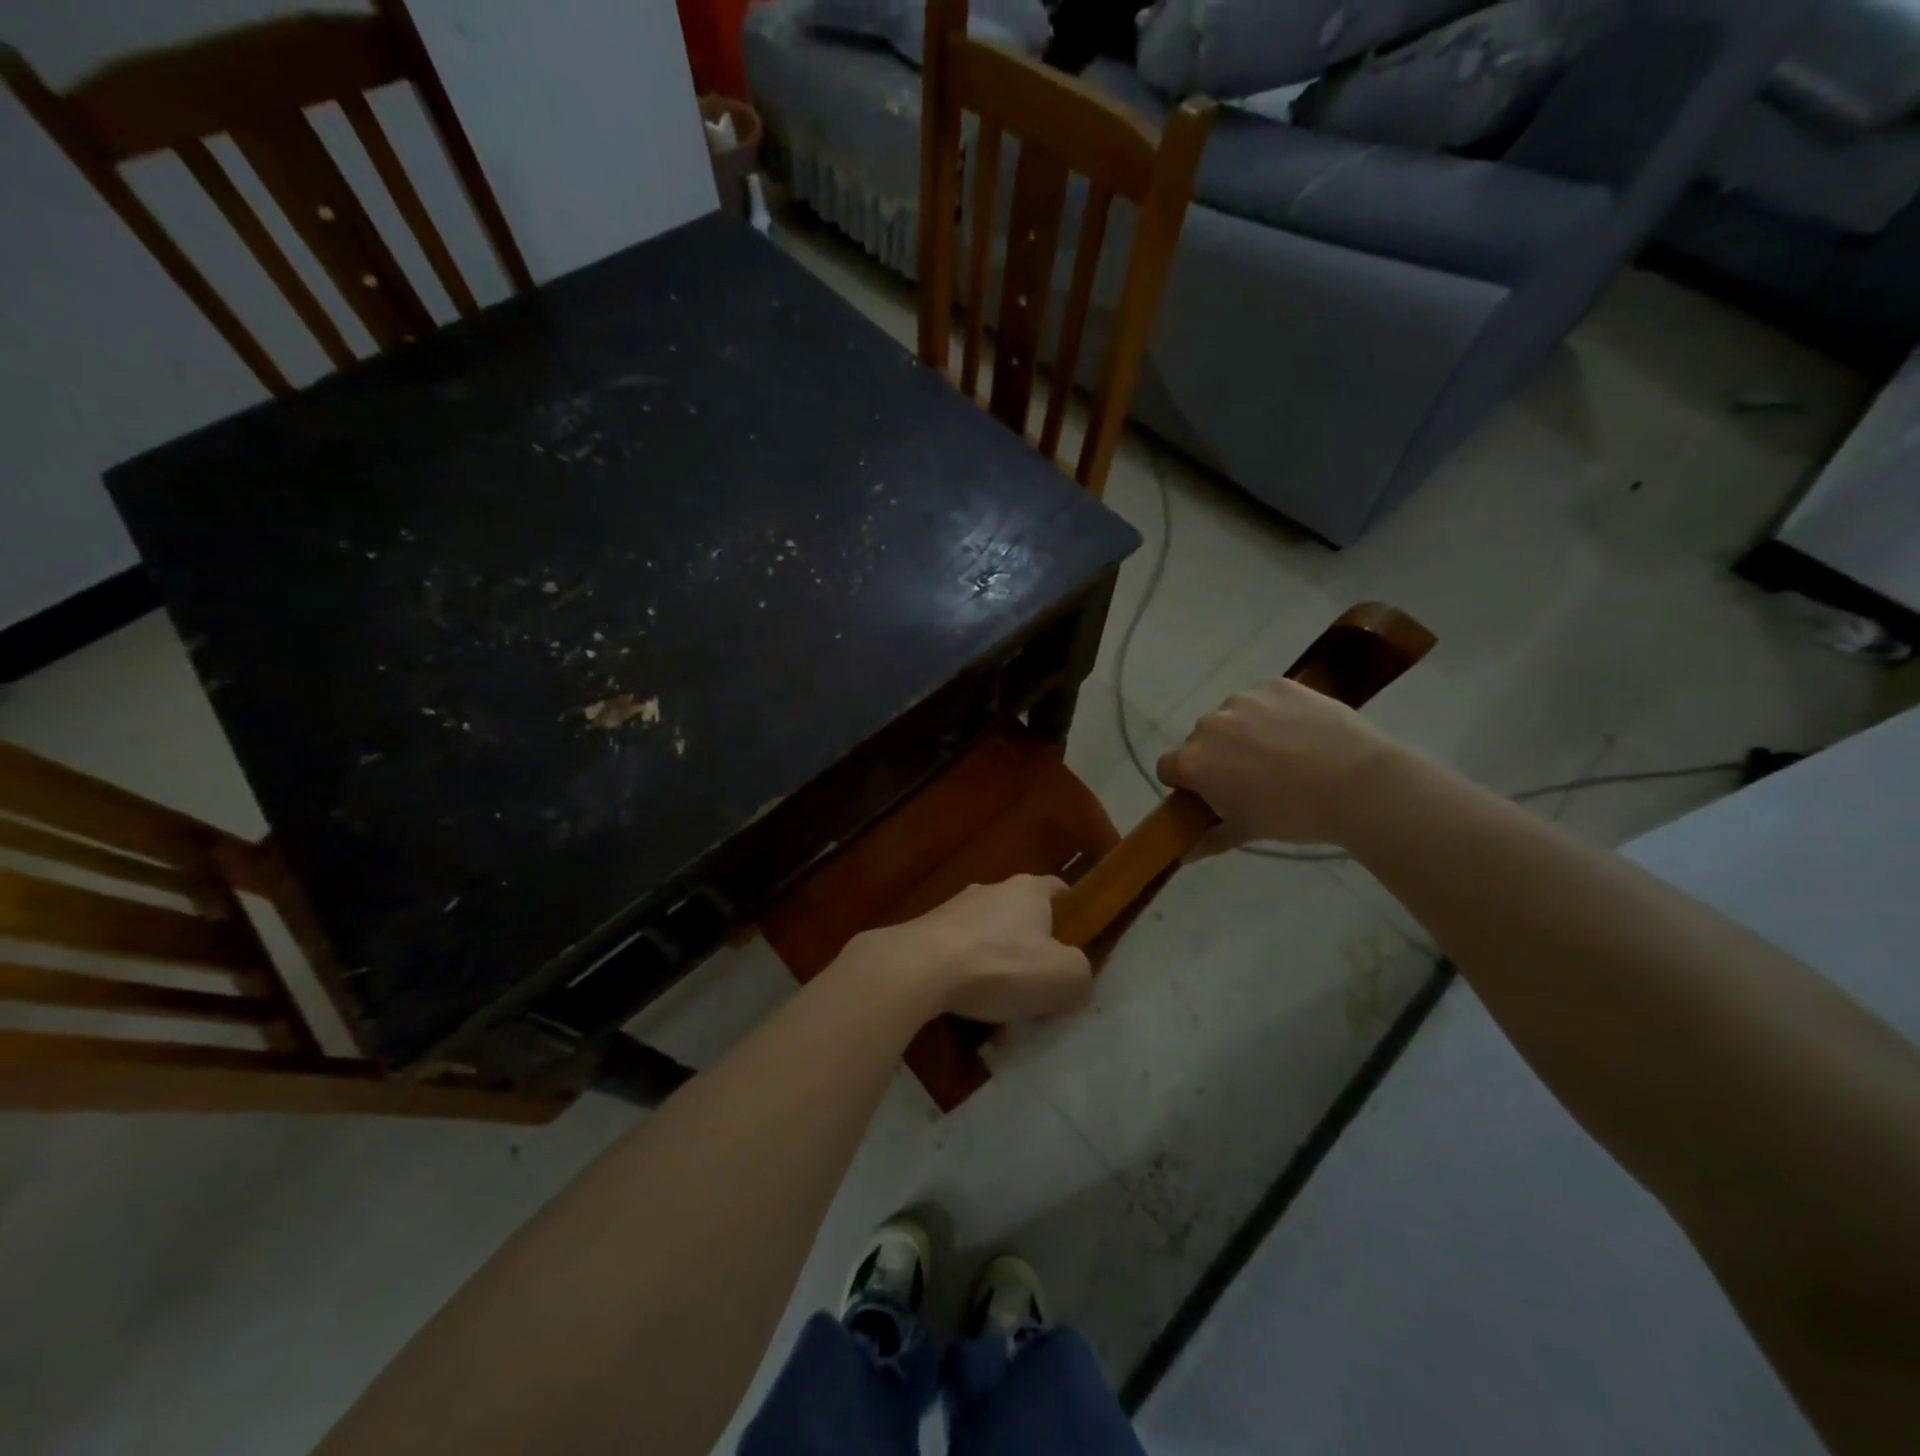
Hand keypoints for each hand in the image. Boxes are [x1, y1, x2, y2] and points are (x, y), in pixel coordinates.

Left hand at [841, 876, 1091, 1024]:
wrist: (919, 968)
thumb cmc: (1001, 965)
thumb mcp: (1064, 976)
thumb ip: (1081, 972)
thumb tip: (1075, 974)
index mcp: (1029, 889)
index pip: (1059, 890)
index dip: (1073, 915)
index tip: (1076, 946)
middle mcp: (992, 889)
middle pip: (1022, 914)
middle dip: (1031, 945)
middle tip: (1039, 982)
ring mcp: (955, 907)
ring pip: (988, 934)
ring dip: (997, 961)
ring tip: (1000, 1002)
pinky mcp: (927, 930)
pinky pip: (959, 952)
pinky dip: (966, 973)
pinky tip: (967, 1004)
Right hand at [1157, 677, 1400, 850]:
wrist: (1358, 784)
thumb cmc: (1293, 815)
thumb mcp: (1248, 831)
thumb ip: (1210, 839)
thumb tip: (1185, 855)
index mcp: (1193, 761)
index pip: (1168, 768)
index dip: (1186, 783)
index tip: (1212, 794)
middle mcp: (1209, 725)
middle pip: (1200, 740)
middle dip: (1218, 756)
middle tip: (1253, 777)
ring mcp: (1243, 700)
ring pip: (1232, 717)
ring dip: (1245, 732)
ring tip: (1284, 753)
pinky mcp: (1277, 684)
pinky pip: (1263, 699)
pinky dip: (1274, 713)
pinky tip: (1302, 733)